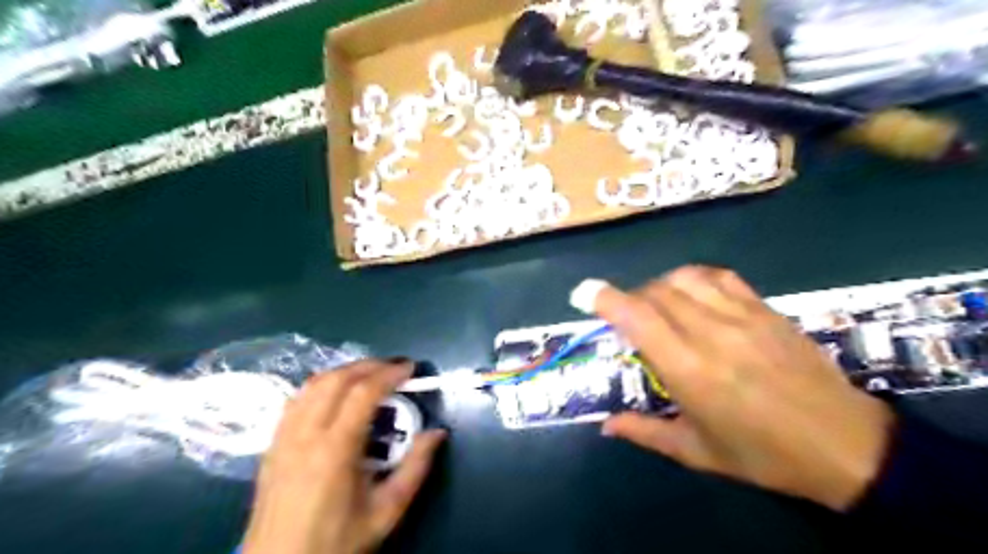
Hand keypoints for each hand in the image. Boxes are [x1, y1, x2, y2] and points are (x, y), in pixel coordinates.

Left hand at [246, 358, 445, 553]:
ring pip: (313, 384)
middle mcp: (305, 435)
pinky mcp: (272, 444)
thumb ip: (415, 468)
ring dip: (345, 371)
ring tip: (371, 376)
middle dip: (370, 365)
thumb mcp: (386, 511)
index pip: (363, 393)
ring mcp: (283, 437)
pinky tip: (337, 394)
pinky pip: (297, 399)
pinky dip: (322, 385)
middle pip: (337, 379)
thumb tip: (438, 432)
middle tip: (395, 369)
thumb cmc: (337, 542)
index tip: (411, 368)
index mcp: (334, 451)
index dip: (389, 373)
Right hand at [584, 266, 897, 507]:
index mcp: (690, 370)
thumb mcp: (697, 452)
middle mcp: (711, 334)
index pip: (638, 318)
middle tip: (626, 319)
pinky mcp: (766, 309)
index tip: (583, 293)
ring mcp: (742, 316)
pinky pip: (720, 277)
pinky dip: (695, 279)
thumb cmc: (764, 455)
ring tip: (658, 305)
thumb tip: (607, 425)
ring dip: (659, 286)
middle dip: (629, 298)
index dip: (605, 299)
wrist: (845, 445)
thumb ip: (646, 433)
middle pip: (656, 292)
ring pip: (685, 278)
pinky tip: (694, 294)